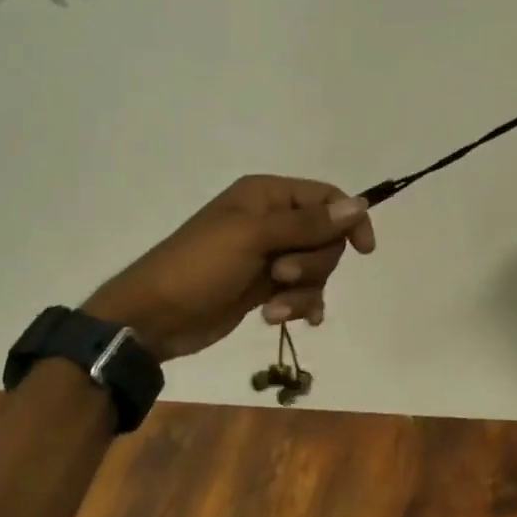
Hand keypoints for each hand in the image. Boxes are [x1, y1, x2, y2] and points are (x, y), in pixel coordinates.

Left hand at [81, 176, 376, 362]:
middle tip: (281, 274)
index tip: (362, 249)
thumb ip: (308, 223)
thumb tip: (359, 205)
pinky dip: (300, 305)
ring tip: (274, 308)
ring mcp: (269, 255)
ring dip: (303, 290)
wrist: (153, 318)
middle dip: (313, 262)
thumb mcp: (254, 238)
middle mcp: (272, 220)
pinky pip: (302, 290)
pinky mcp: (266, 286)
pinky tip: (293, 320)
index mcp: (267, 195)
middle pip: (326, 236)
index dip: (349, 220)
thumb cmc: (200, 266)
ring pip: (316, 267)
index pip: (327, 197)